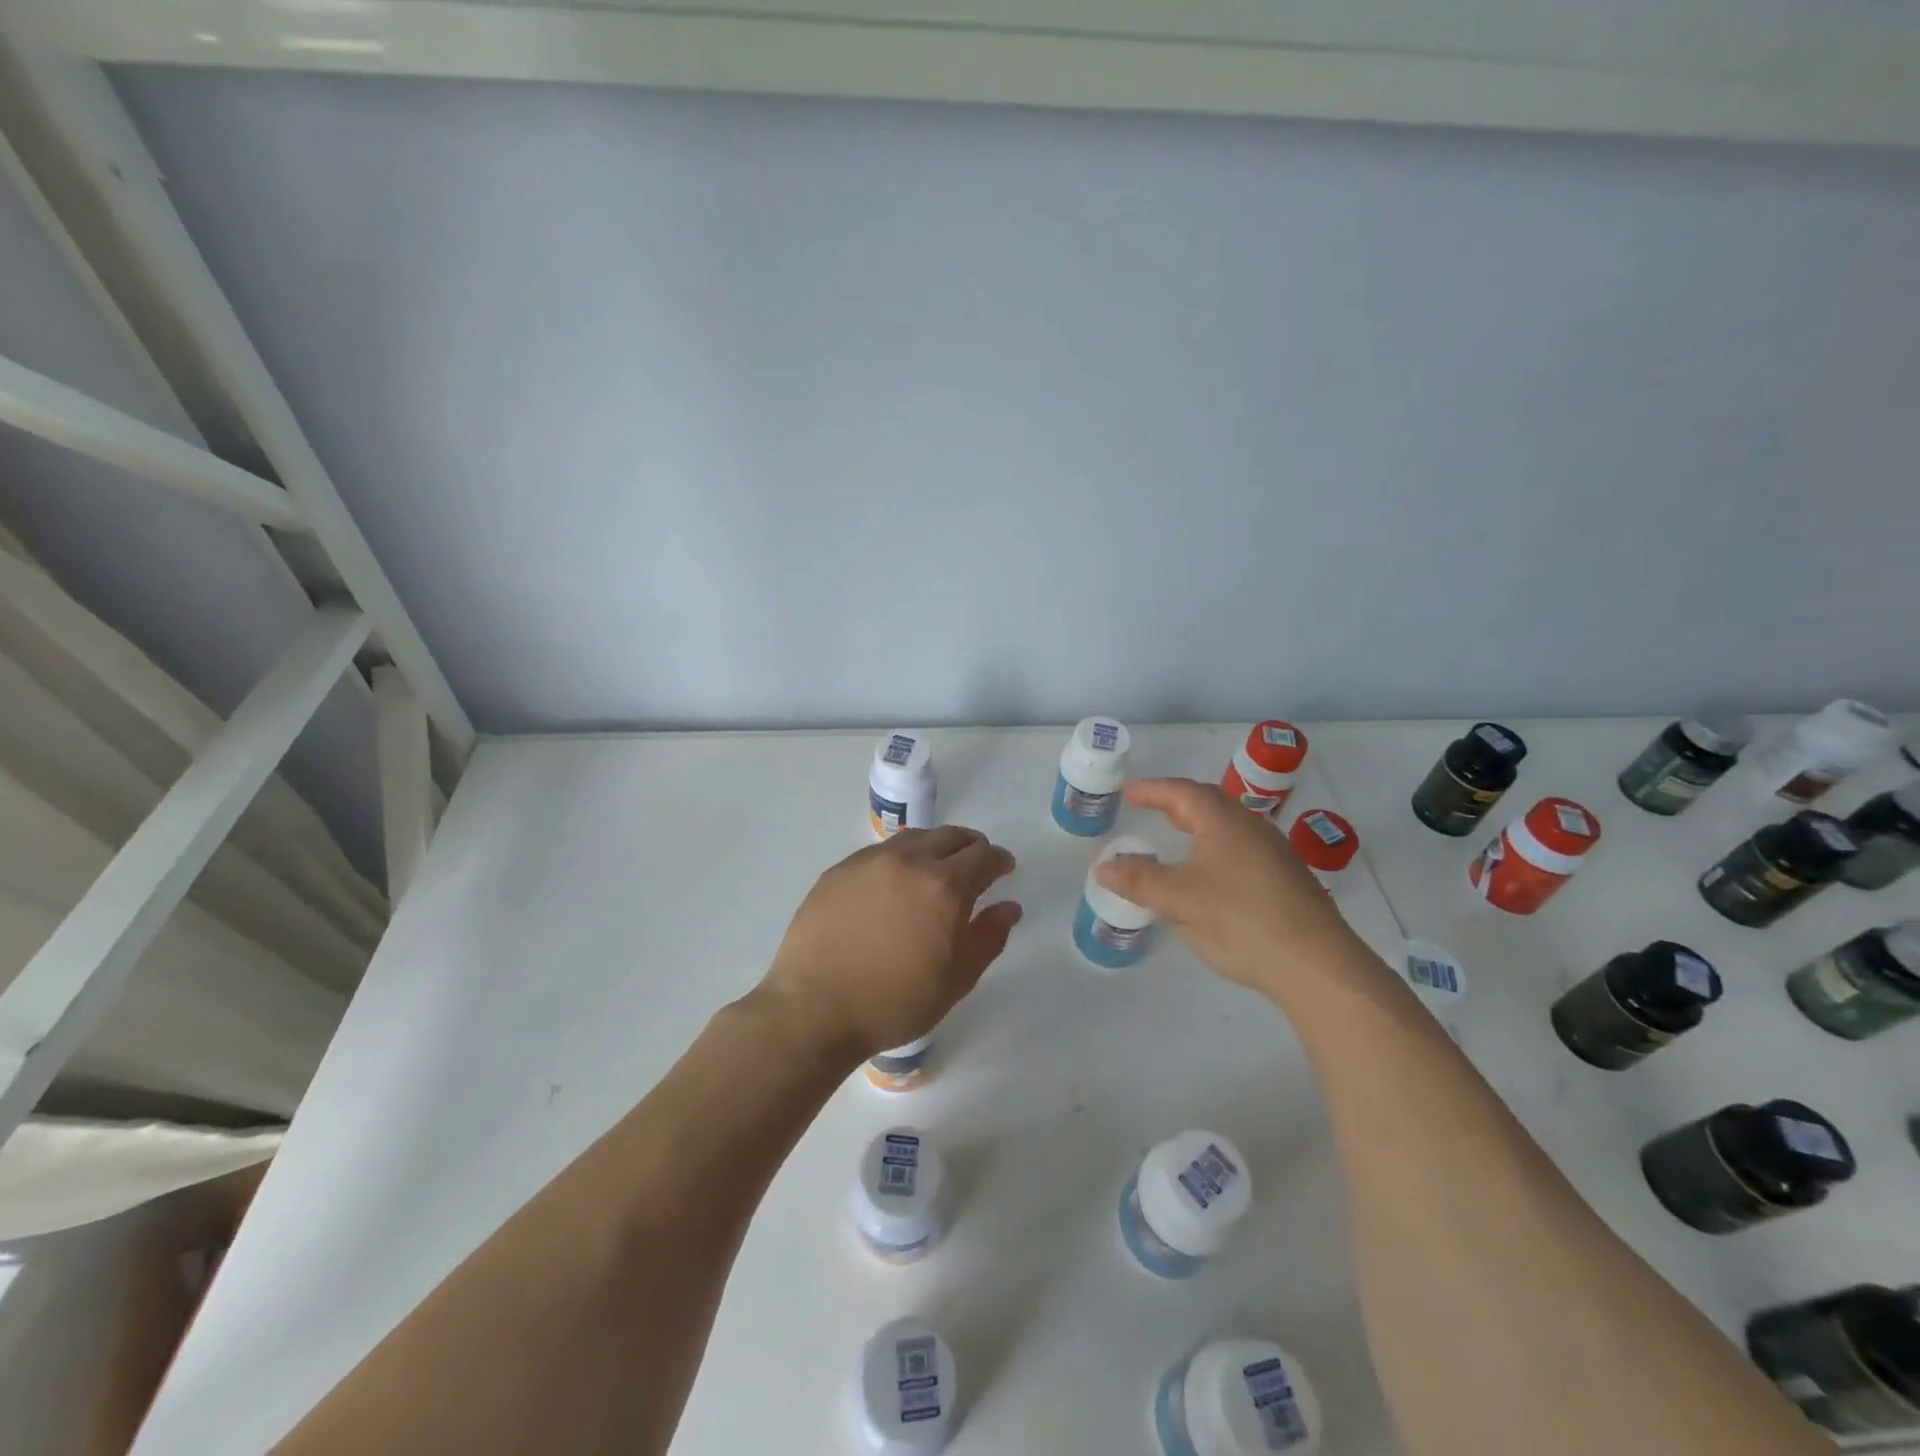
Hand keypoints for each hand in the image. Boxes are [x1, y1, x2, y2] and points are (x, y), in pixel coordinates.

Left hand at [758, 826, 1022, 1061]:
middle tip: (974, 867)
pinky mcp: (839, 870)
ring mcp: (869, 861)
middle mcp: (909, 861)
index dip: (999, 860)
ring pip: (914, 837)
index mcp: (945, 886)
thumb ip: (988, 937)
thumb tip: (1009, 907)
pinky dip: (899, 859)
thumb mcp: (957, 979)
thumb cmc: (895, 1002)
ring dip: (934, 847)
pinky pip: (879, 852)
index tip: (1003, 870)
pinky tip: (892, 885)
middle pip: (951, 836)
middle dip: (971, 847)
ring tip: (934, 871)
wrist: (815, 1009)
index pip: (983, 856)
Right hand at [1096, 778, 1358, 994]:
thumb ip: (1139, 880)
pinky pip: (1242, 851)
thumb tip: (1103, 867)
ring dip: (1200, 827)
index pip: (1183, 793)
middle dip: (1178, 804)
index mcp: (1225, 822)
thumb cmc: (1241, 920)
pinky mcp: (1287, 882)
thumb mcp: (1180, 899)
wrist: (1316, 964)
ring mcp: (1275, 855)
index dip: (1154, 790)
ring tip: (1178, 839)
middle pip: (1211, 804)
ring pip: (1229, 829)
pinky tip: (1211, 877)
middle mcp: (1253, 829)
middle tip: (1152, 809)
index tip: (1130, 792)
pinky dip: (1216, 851)